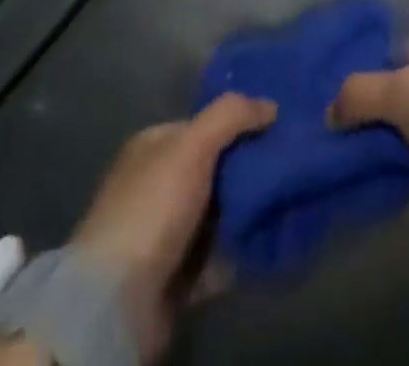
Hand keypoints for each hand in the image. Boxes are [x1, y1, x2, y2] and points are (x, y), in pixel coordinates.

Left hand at [69, 93, 275, 362]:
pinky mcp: (178, 276)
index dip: (239, 123)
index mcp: (154, 147)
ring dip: (249, 212)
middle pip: (215, 169)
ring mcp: (167, 233)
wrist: (117, 302)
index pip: (204, 125)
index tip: (278, 128)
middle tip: (290, 166)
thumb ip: (232, 115)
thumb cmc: (153, 208)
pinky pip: (219, 255)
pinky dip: (242, 250)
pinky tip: (272, 240)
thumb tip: (271, 105)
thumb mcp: (193, 145)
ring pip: (220, 213)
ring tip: (290, 202)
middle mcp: (158, 185)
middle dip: (249, 170)